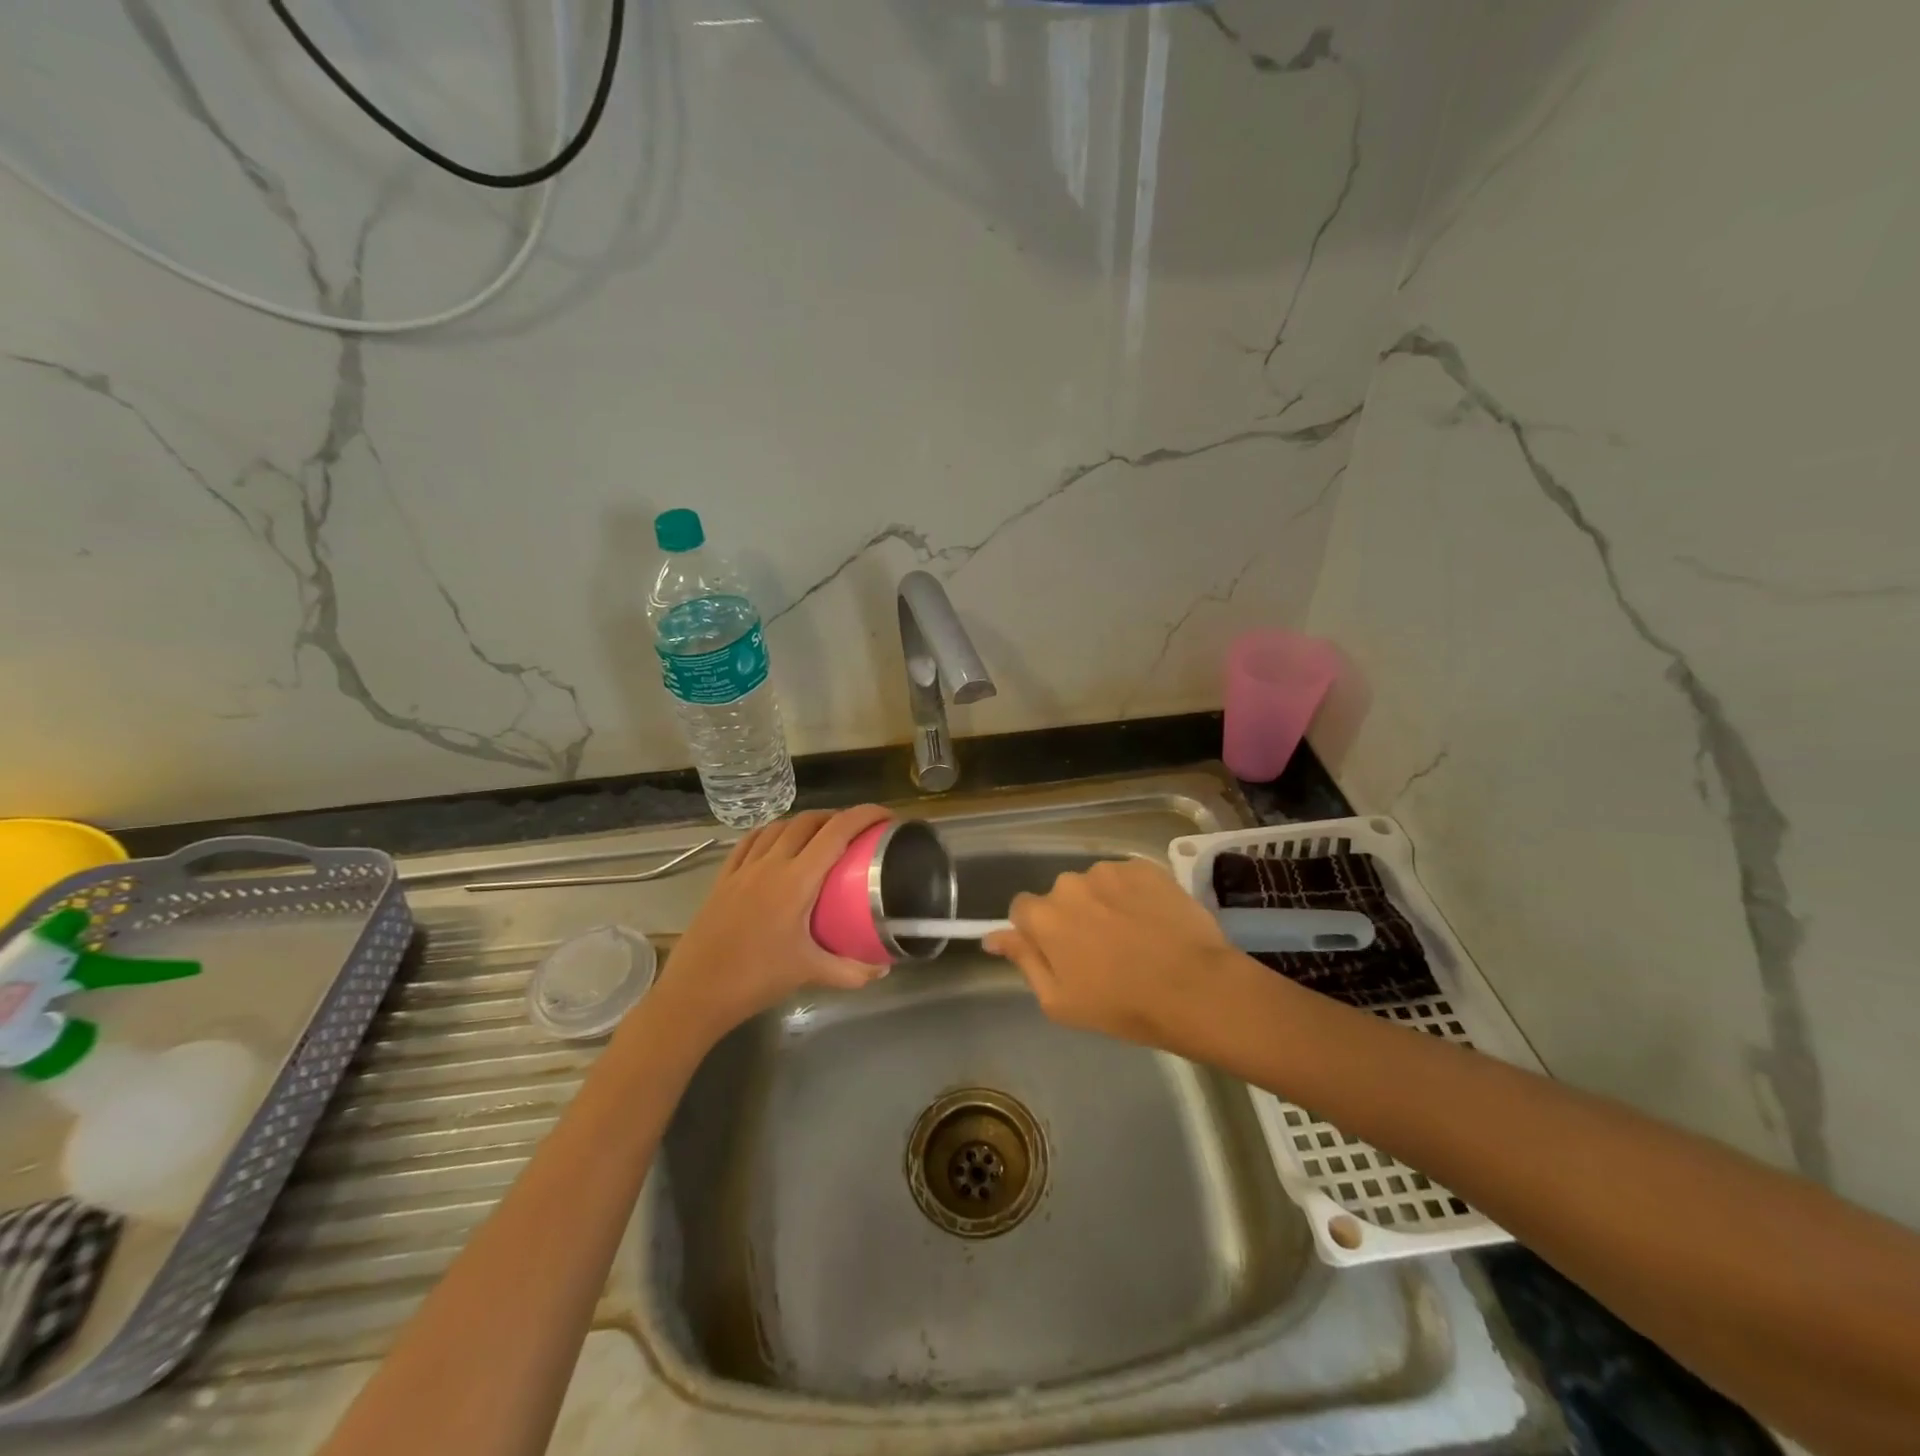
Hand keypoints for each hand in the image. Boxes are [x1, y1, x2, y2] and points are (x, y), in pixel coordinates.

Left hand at [650, 805, 893, 1041]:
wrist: (695, 993)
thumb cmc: (755, 979)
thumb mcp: (809, 973)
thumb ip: (850, 970)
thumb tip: (883, 970)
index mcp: (796, 881)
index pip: (836, 832)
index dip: (864, 815)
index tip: (886, 816)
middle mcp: (770, 864)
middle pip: (808, 821)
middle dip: (837, 817)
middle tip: (858, 832)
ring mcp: (743, 869)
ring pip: (778, 826)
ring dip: (805, 822)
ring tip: (822, 835)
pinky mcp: (723, 878)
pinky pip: (750, 841)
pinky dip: (771, 832)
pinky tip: (777, 842)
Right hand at [984, 858, 1255, 1053]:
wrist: (1195, 988)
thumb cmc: (1122, 1006)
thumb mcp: (1059, 1001)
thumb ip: (1023, 961)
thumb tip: (992, 937)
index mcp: (1044, 916)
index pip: (1022, 910)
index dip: (1038, 933)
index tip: (1060, 954)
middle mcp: (1070, 883)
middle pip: (1060, 897)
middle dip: (1072, 917)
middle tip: (1101, 952)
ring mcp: (1110, 871)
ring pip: (1095, 885)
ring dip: (1104, 904)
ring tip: (1133, 936)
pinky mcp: (1145, 867)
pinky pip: (1127, 878)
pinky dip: (1134, 895)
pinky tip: (1153, 922)